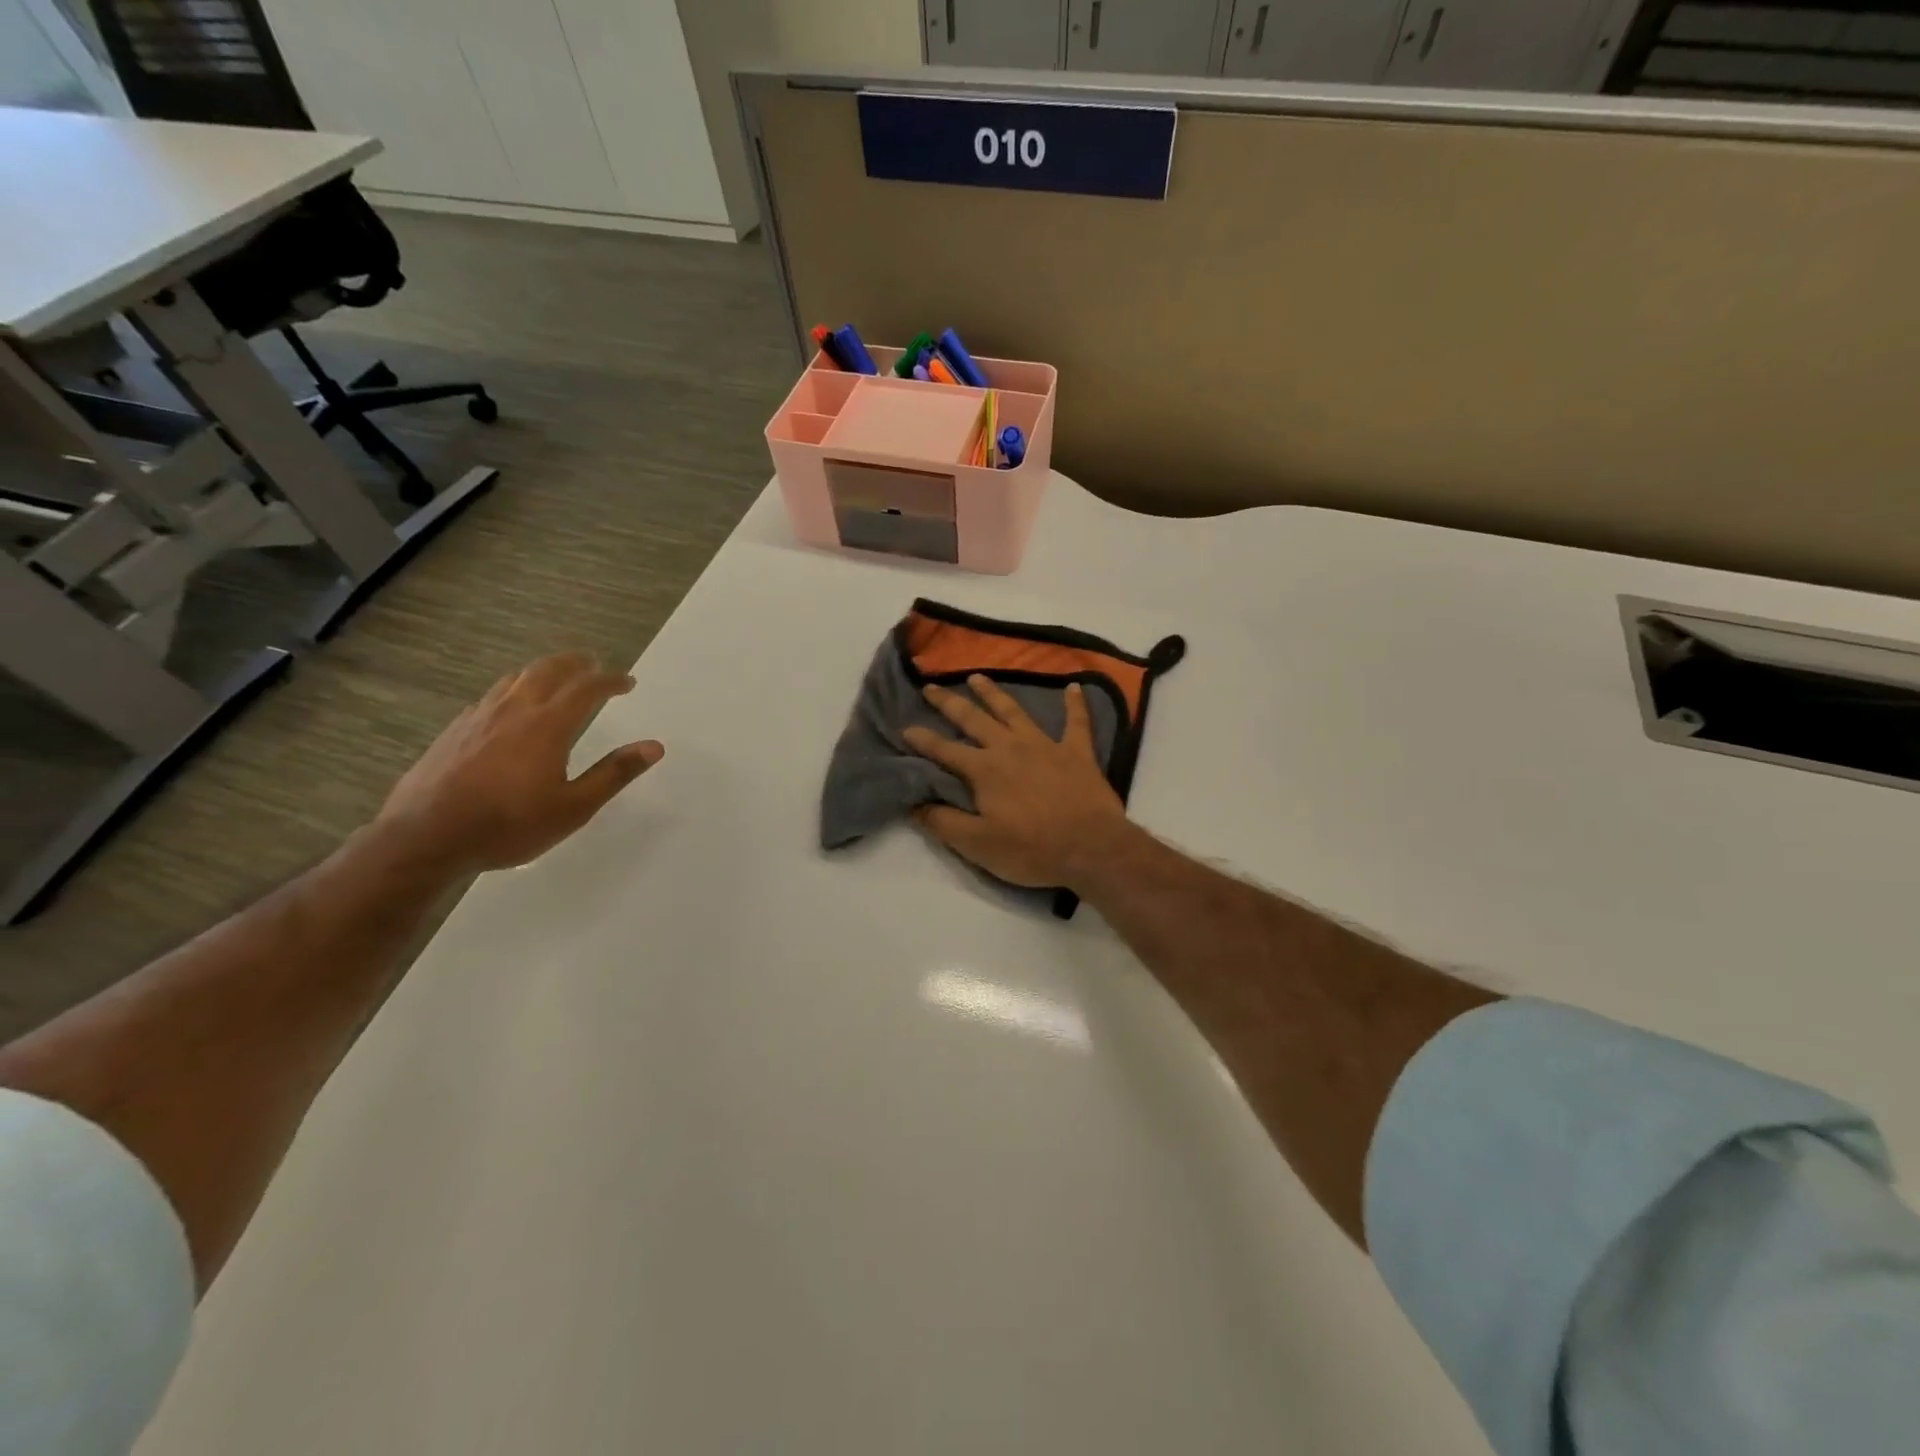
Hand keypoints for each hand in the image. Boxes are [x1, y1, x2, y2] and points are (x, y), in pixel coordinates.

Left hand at [375, 652, 663, 874]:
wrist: (424, 838)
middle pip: (548, 670)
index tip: (627, 682)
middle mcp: (513, 710)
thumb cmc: (508, 825)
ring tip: (556, 678)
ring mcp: (478, 717)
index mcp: (547, 726)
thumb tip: (654, 746)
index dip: (610, 680)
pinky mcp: (454, 730)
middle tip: (593, 663)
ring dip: (543, 671)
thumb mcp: (573, 808)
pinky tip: (511, 710)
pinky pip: (491, 696)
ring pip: (515, 678)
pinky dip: (514, 690)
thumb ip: (614, 773)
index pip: (586, 688)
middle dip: (575, 663)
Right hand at [902, 675, 1133, 888]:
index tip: (904, 728)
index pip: (944, 750)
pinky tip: (1074, 686)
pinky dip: (1075, 704)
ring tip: (977, 677)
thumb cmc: (1031, 850)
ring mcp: (1046, 745)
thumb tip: (914, 804)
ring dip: (994, 694)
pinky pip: (1077, 722)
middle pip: (974, 720)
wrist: (1091, 848)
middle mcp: (1010, 747)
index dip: (922, 740)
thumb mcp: (978, 845)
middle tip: (931, 686)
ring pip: (1014, 711)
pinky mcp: (1077, 752)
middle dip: (950, 703)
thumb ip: (944, 822)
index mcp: (984, 770)